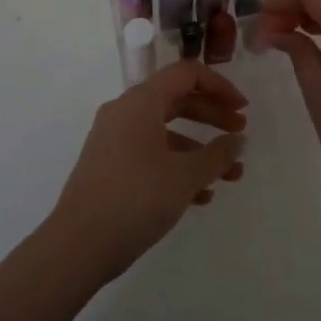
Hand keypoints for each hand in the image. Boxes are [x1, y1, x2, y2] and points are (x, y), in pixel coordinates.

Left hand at [48, 61, 248, 281]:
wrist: (77, 246)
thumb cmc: (136, 198)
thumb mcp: (185, 176)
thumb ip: (218, 155)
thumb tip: (238, 140)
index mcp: (141, 101)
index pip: (187, 74)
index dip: (220, 86)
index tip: (243, 109)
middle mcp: (124, 112)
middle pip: (177, 100)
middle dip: (212, 117)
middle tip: (240, 135)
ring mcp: (113, 139)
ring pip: (165, 131)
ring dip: (199, 149)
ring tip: (230, 176)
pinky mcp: (108, 166)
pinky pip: (150, 153)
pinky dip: (176, 166)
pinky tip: (200, 196)